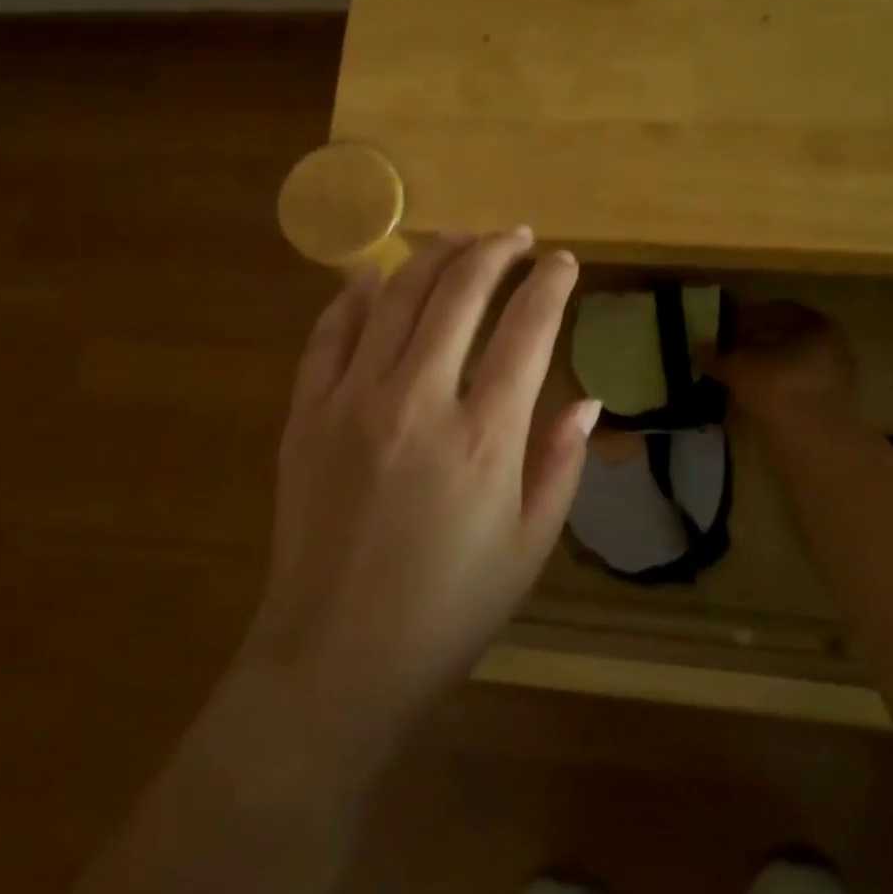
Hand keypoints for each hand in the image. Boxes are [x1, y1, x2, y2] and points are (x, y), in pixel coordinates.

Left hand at [245, 229, 600, 735]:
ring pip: (395, 297)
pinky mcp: (305, 414)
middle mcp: (418, 401)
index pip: (527, 330)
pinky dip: (353, 295)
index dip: (552, 286)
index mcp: (485, 437)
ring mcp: (352, 401)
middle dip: (495, 251)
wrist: (338, 656)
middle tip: (516, 237)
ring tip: (460, 240)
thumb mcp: (530, 546)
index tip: (565, 263)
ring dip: (432, 257)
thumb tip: (586, 401)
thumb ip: (561, 464)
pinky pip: (329, 333)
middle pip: (460, 293)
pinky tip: (373, 276)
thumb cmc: (450, 609)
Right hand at [712, 301, 858, 432]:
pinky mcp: (823, 411)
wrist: (812, 445)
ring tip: (728, 376)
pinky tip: (743, 398)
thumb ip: (716, 355)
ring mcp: (831, 383)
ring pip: (786, 368)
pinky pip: (789, 392)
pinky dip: (766, 392)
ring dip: (758, 371)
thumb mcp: (737, 366)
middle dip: (751, 345)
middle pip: (784, 341)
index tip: (724, 327)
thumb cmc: (778, 389)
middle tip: (723, 351)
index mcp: (819, 327)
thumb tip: (697, 348)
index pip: (778, 311)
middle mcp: (832, 350)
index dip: (747, 316)